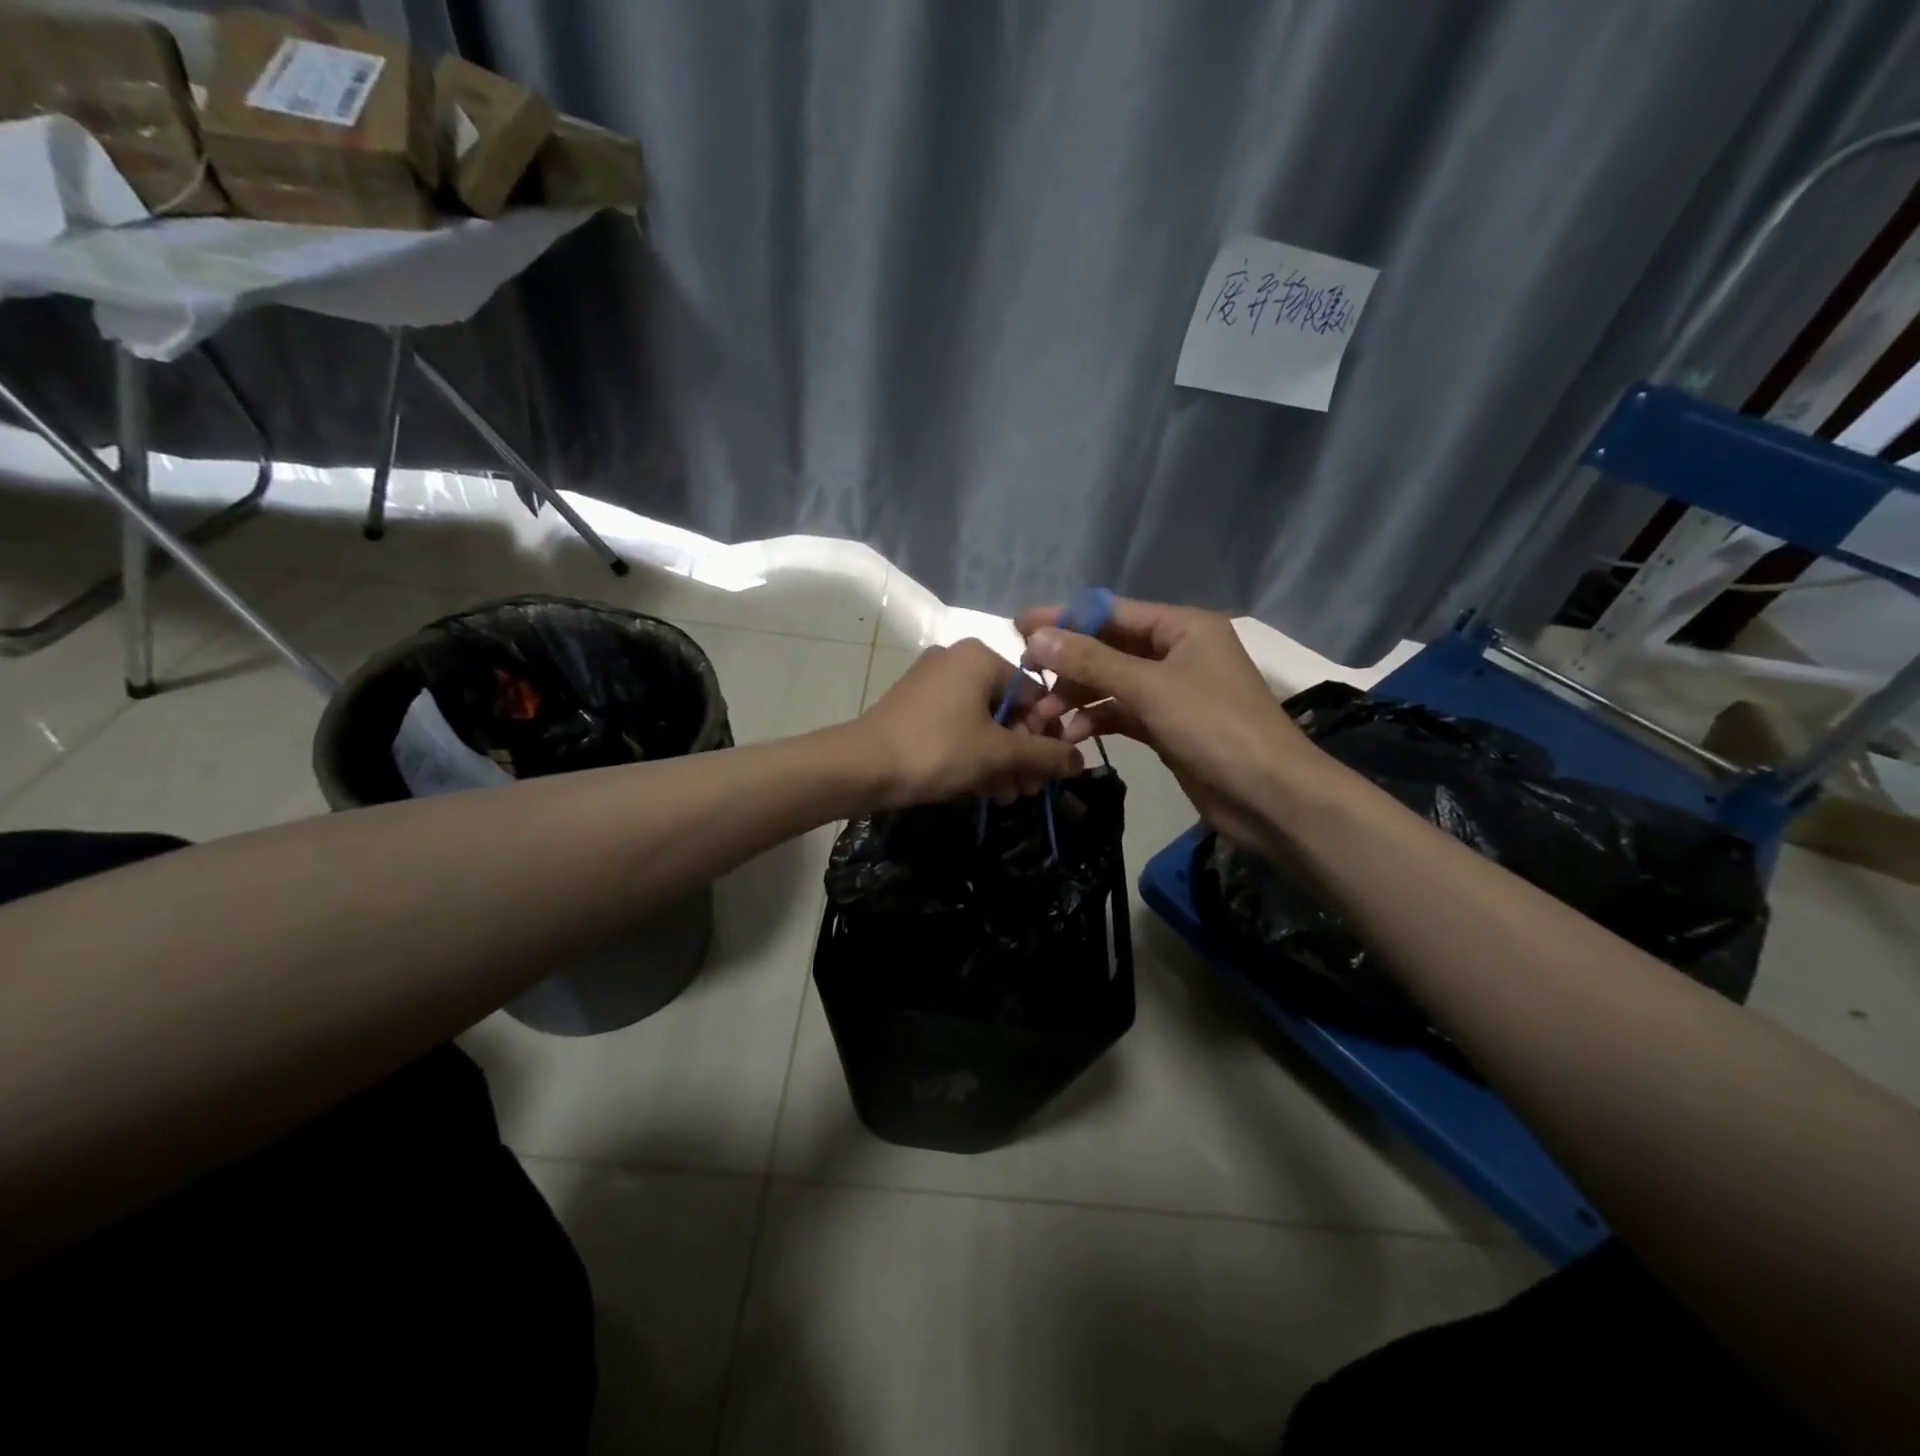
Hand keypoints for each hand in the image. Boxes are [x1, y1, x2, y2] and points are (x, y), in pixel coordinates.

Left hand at [853, 638, 1081, 808]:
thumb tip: (1080, 762)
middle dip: (1021, 754)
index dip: (1046, 736)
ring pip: (981, 723)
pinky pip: (956, 727)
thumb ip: (1045, 755)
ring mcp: (931, 683)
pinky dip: (973, 755)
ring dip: (1000, 761)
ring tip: (1007, 797)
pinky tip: (982, 790)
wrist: (861, 767)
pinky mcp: (913, 706)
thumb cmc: (938, 750)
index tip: (1050, 772)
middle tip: (1029, 791)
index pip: (1033, 694)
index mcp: (979, 657)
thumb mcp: (998, 754)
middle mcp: (956, 660)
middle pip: (1007, 710)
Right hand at [1015, 598, 1322, 849]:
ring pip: (1111, 683)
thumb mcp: (1149, 688)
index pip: (1112, 612)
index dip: (1064, 618)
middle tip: (1025, 681)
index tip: (1019, 628)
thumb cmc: (1215, 727)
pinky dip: (1096, 720)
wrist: (1269, 795)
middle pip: (1108, 648)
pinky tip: (1071, 736)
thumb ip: (1091, 661)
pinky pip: (1121, 713)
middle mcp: (1176, 652)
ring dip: (1077, 697)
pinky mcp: (1166, 726)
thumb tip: (1038, 636)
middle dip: (1067, 665)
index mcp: (1182, 627)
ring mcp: (1172, 691)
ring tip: (1043, 718)